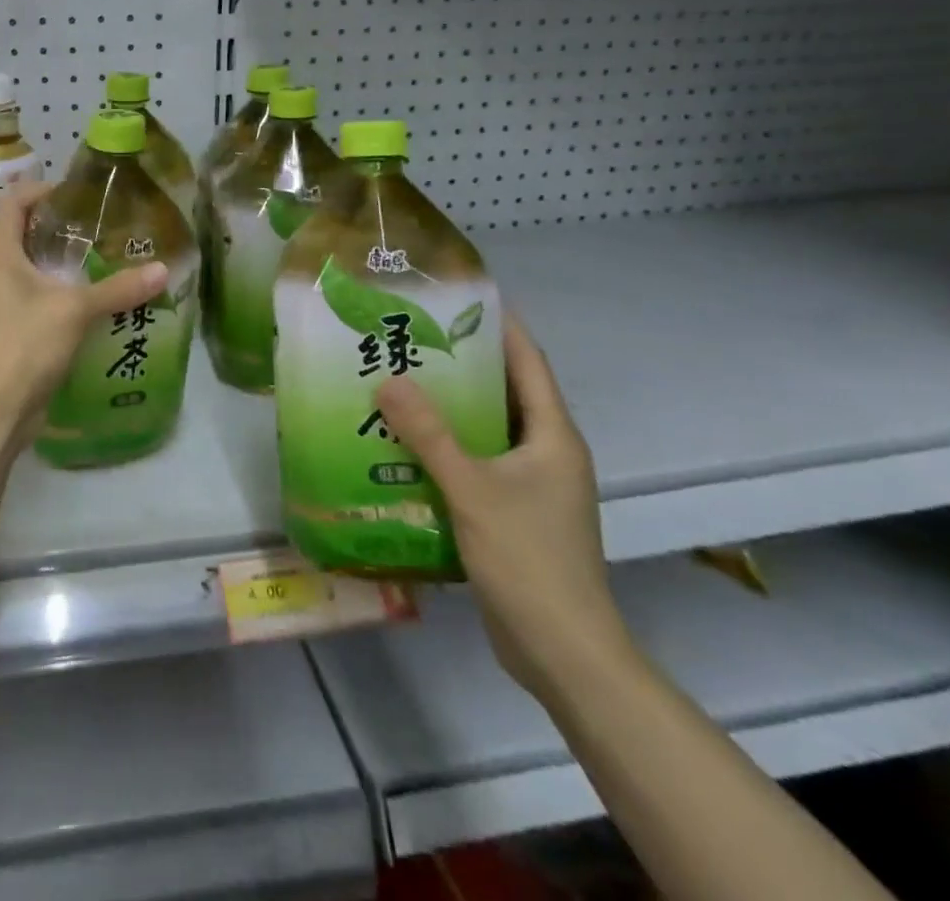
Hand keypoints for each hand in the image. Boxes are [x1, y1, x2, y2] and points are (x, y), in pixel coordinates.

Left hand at [0, 180, 168, 429]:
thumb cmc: (26, 342)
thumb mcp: (76, 309)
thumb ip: (119, 288)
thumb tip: (163, 269)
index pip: (13, 202)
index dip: (41, 189)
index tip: (76, 193)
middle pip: (21, 232)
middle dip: (57, 225)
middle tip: (98, 225)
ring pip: (30, 267)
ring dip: (60, 261)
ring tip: (101, 258)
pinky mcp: (10, 328)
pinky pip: (35, 296)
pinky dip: (60, 290)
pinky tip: (91, 299)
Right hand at [376, 316, 633, 702]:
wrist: (562, 652)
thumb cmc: (529, 559)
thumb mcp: (472, 489)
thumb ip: (429, 434)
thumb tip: (387, 380)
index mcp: (553, 436)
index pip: (527, 363)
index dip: (500, 327)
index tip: (461, 297)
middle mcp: (546, 453)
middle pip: (504, 393)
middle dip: (460, 365)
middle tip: (409, 339)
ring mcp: (532, 486)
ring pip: (486, 431)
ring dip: (448, 410)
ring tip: (396, 383)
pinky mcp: (513, 513)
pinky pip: (476, 464)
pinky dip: (445, 448)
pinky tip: (403, 445)